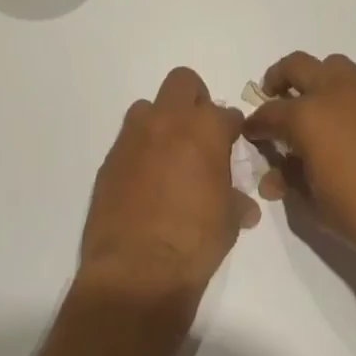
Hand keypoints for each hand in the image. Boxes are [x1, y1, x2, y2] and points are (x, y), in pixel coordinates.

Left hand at [78, 67, 259, 298]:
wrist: (136, 272)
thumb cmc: (194, 243)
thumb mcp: (228, 222)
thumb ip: (235, 200)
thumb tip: (244, 205)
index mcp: (205, 129)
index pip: (227, 114)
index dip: (231, 129)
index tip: (231, 144)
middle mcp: (169, 120)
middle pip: (183, 82)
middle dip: (194, 99)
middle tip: (199, 131)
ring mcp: (135, 136)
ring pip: (148, 107)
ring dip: (160, 122)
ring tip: (168, 155)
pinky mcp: (110, 158)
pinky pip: (128, 141)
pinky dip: (139, 151)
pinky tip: (144, 181)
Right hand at [245, 52, 355, 276]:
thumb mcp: (315, 205)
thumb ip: (290, 181)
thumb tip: (274, 175)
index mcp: (308, 116)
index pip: (270, 113)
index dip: (256, 123)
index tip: (251, 131)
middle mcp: (333, 91)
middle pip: (296, 66)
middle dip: (279, 78)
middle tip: (274, 95)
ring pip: (331, 65)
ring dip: (316, 78)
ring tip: (314, 103)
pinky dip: (345, 95)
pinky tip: (350, 124)